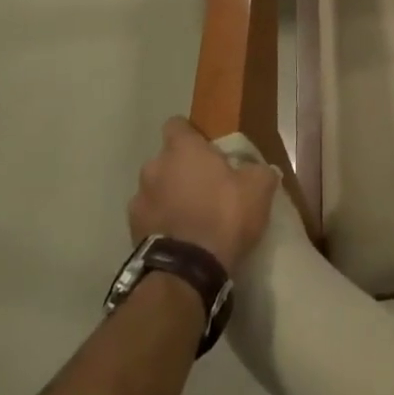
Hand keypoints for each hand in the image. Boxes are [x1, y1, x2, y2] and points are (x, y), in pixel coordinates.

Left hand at [127, 118, 280, 272]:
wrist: (187, 270)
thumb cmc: (224, 215)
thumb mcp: (258, 188)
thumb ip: (259, 171)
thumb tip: (262, 169)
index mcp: (182, 149)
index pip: (177, 125)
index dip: (191, 134)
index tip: (207, 148)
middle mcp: (154, 167)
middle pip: (166, 159)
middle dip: (181, 168)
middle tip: (205, 184)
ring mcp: (138, 199)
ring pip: (155, 188)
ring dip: (169, 195)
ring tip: (191, 214)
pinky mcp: (131, 230)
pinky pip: (149, 216)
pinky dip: (161, 222)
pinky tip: (179, 235)